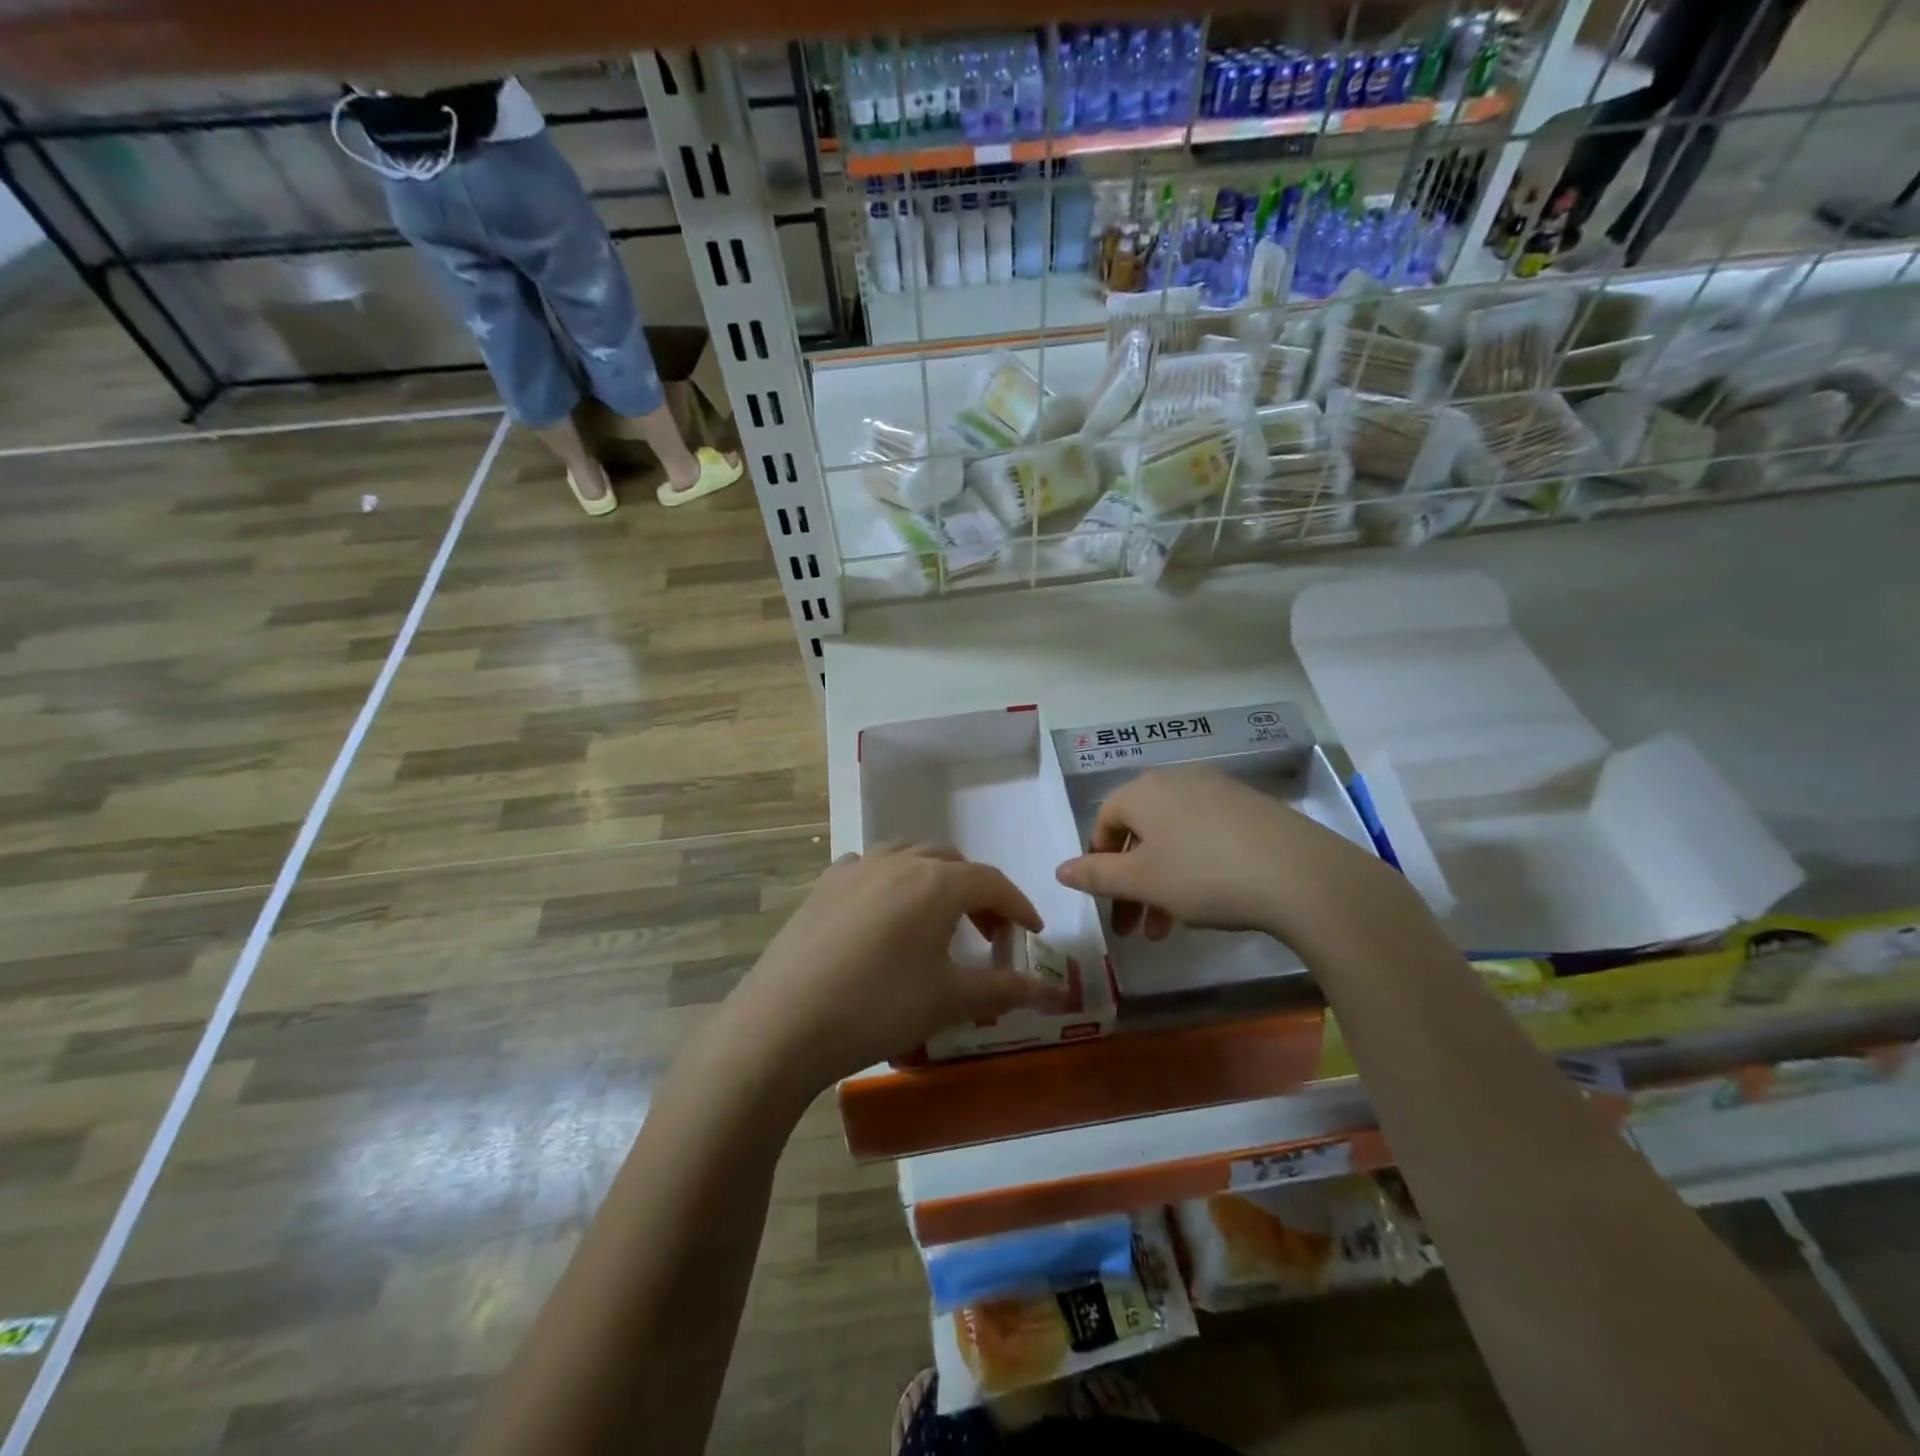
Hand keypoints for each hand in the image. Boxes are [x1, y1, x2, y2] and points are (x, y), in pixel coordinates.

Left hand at [730, 843, 1069, 1092]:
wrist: (783, 1023)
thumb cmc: (878, 1007)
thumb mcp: (949, 1000)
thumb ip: (1004, 990)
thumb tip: (1053, 995)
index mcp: (936, 882)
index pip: (992, 882)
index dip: (1019, 906)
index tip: (1032, 934)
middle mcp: (898, 861)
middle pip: (952, 863)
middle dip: (978, 894)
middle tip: (988, 934)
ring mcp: (855, 868)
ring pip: (910, 858)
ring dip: (935, 881)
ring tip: (939, 921)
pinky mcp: (823, 885)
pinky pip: (870, 869)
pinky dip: (892, 882)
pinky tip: (885, 915)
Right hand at [1054, 766, 1410, 952]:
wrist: (1302, 875)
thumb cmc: (1204, 876)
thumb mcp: (1142, 882)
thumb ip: (1096, 875)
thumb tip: (1060, 870)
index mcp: (1143, 791)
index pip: (1104, 822)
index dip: (1098, 862)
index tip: (1107, 902)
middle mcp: (1176, 780)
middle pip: (1140, 832)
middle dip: (1132, 883)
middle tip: (1136, 929)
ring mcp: (1218, 790)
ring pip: (1173, 837)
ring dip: (1162, 882)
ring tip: (1171, 926)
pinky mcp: (1251, 807)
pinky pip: (1206, 834)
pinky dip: (1195, 866)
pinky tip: (1211, 899)